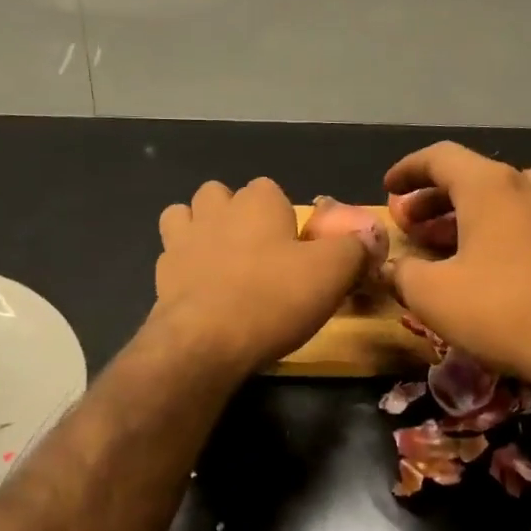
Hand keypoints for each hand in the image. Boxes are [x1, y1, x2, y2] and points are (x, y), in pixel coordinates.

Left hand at [150, 178, 368, 377]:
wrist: (206, 341)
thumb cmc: (273, 298)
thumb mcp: (332, 273)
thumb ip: (354, 249)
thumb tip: (369, 237)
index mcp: (257, 201)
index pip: (270, 189)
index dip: (283, 215)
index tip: (295, 247)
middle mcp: (215, 210)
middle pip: (221, 196)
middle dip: (234, 214)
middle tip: (257, 253)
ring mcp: (181, 240)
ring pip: (184, 216)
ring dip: (199, 230)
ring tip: (219, 261)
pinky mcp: (161, 274)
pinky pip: (171, 256)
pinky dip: (184, 266)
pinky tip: (200, 290)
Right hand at [383, 142, 530, 390]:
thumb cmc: (503, 311)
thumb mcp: (432, 296)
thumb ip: (402, 274)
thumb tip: (389, 267)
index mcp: (490, 188)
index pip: (441, 157)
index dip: (408, 170)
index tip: (389, 189)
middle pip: (476, 178)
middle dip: (437, 199)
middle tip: (413, 225)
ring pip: (515, 199)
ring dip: (478, 215)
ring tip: (457, 243)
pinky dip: (520, 232)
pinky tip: (516, 256)